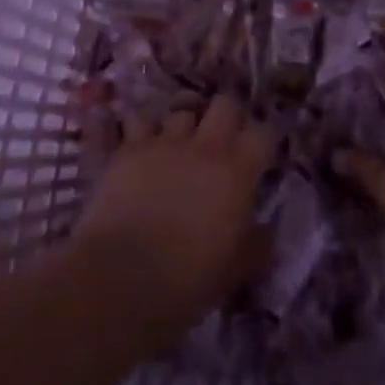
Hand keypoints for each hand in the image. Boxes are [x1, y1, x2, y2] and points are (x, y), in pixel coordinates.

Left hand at [73, 97, 274, 339]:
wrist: (119, 278)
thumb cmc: (185, 280)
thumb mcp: (233, 272)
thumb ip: (255, 246)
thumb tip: (264, 233)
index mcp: (237, 172)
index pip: (264, 133)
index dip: (265, 140)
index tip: (261, 156)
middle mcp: (205, 146)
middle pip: (225, 104)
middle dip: (227, 117)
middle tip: (222, 142)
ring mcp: (165, 142)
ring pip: (181, 110)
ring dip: (184, 124)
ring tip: (179, 144)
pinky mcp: (129, 148)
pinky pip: (140, 120)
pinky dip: (144, 128)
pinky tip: (142, 142)